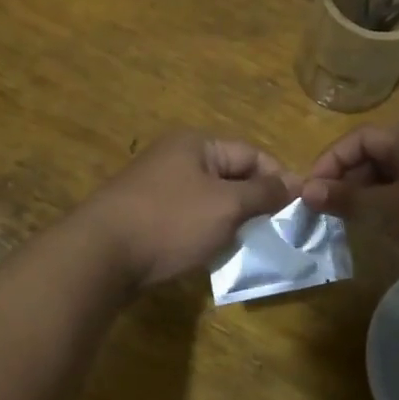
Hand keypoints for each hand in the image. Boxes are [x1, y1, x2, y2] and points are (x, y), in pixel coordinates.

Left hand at [81, 132, 296, 287]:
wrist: (99, 255)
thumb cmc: (170, 221)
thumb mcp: (226, 205)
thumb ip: (262, 193)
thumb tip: (294, 183)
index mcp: (196, 144)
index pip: (252, 153)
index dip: (279, 178)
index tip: (299, 209)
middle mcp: (176, 157)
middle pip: (230, 175)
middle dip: (255, 202)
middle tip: (277, 231)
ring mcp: (157, 186)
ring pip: (210, 199)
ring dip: (231, 220)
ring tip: (249, 245)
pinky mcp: (145, 214)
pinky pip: (188, 217)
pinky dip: (205, 232)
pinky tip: (212, 253)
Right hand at [302, 122, 398, 311]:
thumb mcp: (388, 214)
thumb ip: (345, 198)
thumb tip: (305, 189)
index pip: (360, 138)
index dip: (329, 163)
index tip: (309, 194)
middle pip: (380, 153)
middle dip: (351, 180)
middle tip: (330, 212)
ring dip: (373, 195)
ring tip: (357, 224)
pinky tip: (392, 231)